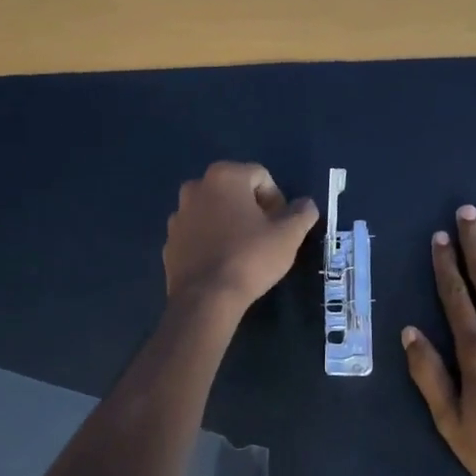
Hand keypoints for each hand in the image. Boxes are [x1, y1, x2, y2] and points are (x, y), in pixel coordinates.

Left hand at [164, 162, 318, 309]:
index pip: (261, 176)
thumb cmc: (250, 258)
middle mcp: (196, 188)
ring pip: (214, 211)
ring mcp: (178, 215)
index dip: (277, 200)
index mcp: (224, 177)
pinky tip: (223, 263)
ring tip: (244, 251)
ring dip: (230, 223)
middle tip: (266, 236)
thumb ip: (302, 213)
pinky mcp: (169, 241)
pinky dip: (211, 240)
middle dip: (253, 209)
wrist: (205, 299)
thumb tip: (306, 204)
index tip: (282, 226)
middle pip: (235, 191)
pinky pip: (198, 233)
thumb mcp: (289, 235)